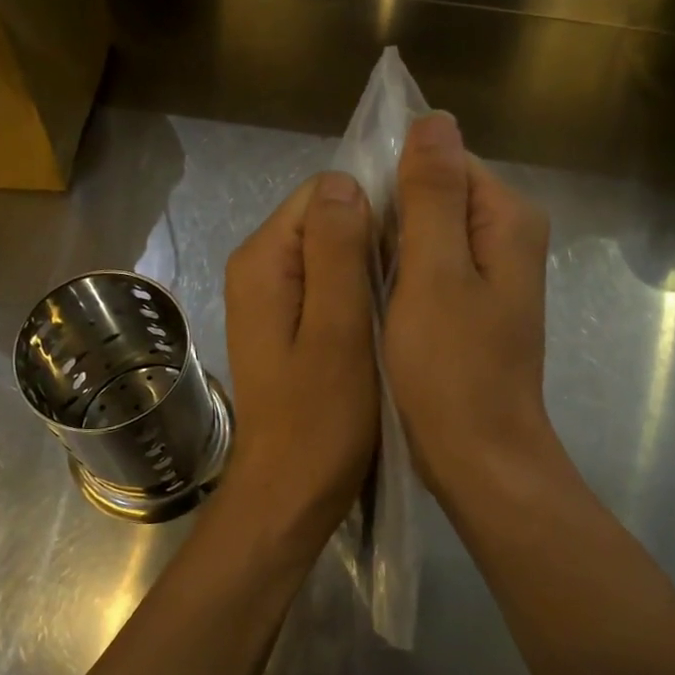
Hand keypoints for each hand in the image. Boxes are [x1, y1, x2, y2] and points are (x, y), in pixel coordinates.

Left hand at [220, 171, 378, 547]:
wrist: (289, 493)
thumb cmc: (321, 418)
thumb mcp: (338, 329)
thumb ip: (337, 252)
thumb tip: (344, 181)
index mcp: (265, 260)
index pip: (323, 192)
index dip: (372, 204)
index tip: (414, 238)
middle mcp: (258, 267)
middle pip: (324, 218)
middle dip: (372, 234)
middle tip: (416, 271)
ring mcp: (269, 296)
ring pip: (329, 250)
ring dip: (368, 263)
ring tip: (408, 292)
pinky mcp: (285, 322)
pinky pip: (326, 281)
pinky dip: (357, 288)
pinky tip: (386, 313)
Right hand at [385, 114, 556, 504]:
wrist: (480, 457)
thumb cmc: (452, 368)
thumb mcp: (433, 274)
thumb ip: (432, 194)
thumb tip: (434, 118)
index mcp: (507, 218)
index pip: (443, 161)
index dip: (394, 180)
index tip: (357, 221)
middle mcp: (509, 235)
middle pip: (437, 194)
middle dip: (391, 215)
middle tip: (353, 256)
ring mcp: (493, 272)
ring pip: (428, 231)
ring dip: (392, 246)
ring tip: (359, 278)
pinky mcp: (475, 302)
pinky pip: (431, 265)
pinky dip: (401, 272)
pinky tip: (375, 298)